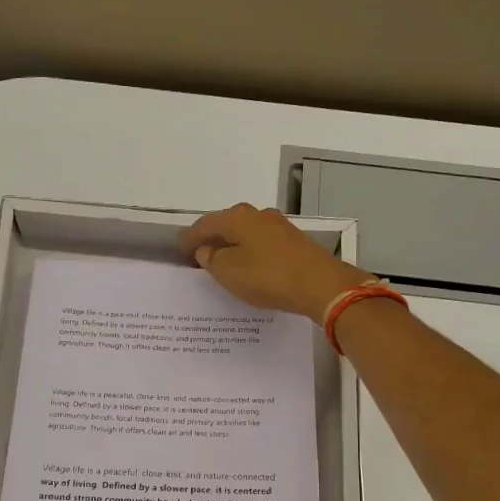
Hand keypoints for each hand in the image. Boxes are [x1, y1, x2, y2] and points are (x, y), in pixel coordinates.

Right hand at [178, 203, 372, 322]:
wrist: (321, 285)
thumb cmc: (268, 276)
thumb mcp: (229, 272)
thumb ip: (212, 260)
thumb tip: (206, 250)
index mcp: (238, 217)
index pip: (205, 224)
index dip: (190, 237)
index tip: (178, 249)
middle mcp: (259, 215)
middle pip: (227, 224)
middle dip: (212, 239)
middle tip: (198, 255)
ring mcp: (280, 227)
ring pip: (247, 234)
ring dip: (233, 246)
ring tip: (222, 263)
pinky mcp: (295, 243)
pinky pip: (262, 245)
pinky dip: (250, 253)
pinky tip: (249, 267)